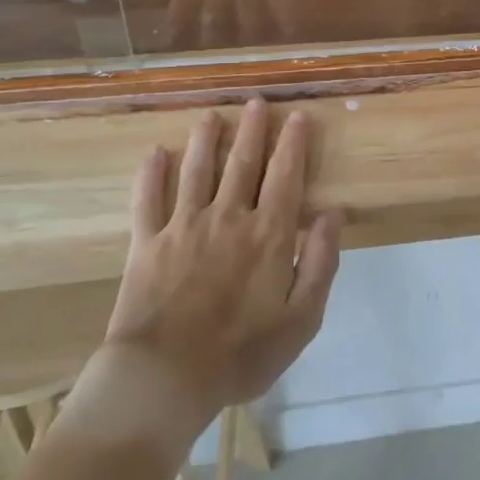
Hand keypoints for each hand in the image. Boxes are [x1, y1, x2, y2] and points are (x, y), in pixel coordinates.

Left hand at [60, 99, 340, 449]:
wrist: (165, 378)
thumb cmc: (242, 353)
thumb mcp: (302, 318)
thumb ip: (321, 262)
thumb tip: (333, 214)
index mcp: (268, 234)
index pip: (286, 176)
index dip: (294, 144)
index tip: (298, 116)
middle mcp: (228, 217)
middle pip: (243, 163)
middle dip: (253, 129)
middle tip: (257, 101)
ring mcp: (183, 226)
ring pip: (197, 170)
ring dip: (206, 139)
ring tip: (211, 115)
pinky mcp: (146, 243)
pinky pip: (148, 199)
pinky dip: (151, 174)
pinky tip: (155, 152)